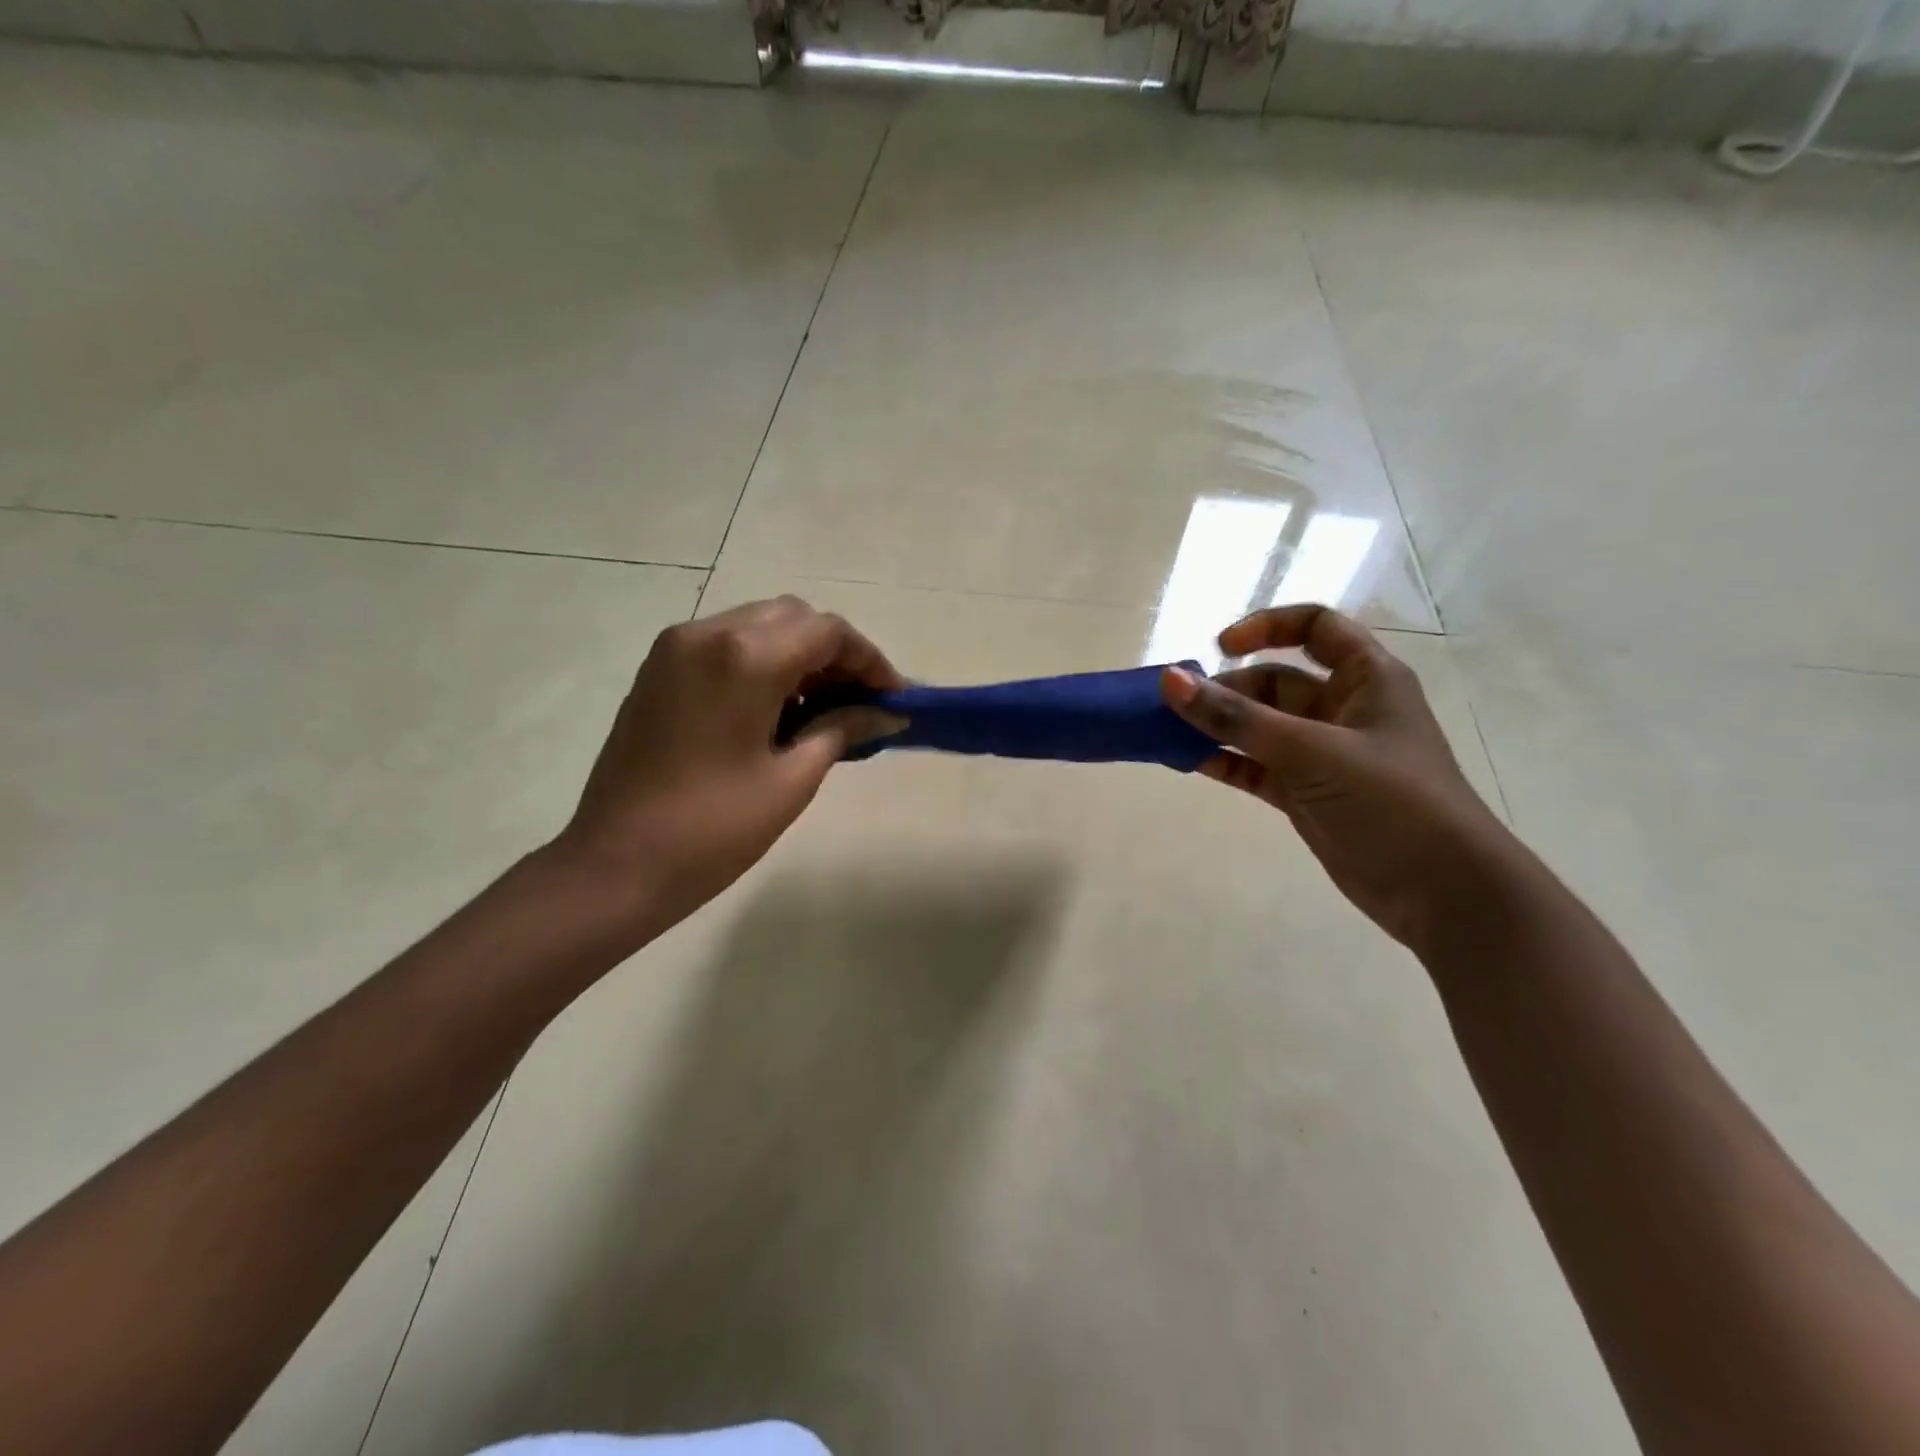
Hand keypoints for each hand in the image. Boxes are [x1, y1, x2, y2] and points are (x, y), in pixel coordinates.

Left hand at [552, 597, 905, 931]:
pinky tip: (779, 709)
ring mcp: (675, 649)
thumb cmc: (713, 829)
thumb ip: (842, 730)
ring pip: (758, 626)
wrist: (616, 866)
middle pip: (793, 618)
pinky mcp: (659, 671)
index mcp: (743, 658)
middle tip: (861, 701)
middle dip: (836, 652)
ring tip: (825, 707)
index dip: (870, 660)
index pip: (827, 632)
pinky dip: (762, 662)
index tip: (895, 698)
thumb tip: (886, 713)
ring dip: (799, 655)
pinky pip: (726, 645)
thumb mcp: (792, 780)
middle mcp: (707, 634)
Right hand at [1161, 604, 1508, 947]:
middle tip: (1174, 708)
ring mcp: (1322, 754)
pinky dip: (1224, 761)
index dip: (1265, 627)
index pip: (1314, 627)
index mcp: (1366, 678)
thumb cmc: (1391, 801)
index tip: (1219, 648)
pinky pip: (1254, 766)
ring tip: (1167, 733)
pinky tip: (1188, 762)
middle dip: (1225, 690)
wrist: (1442, 891)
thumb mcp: (1311, 751)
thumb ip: (1237, 718)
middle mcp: (1343, 709)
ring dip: (1217, 727)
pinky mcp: (1305, 793)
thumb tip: (1170, 680)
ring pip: (1258, 727)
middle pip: (1274, 681)